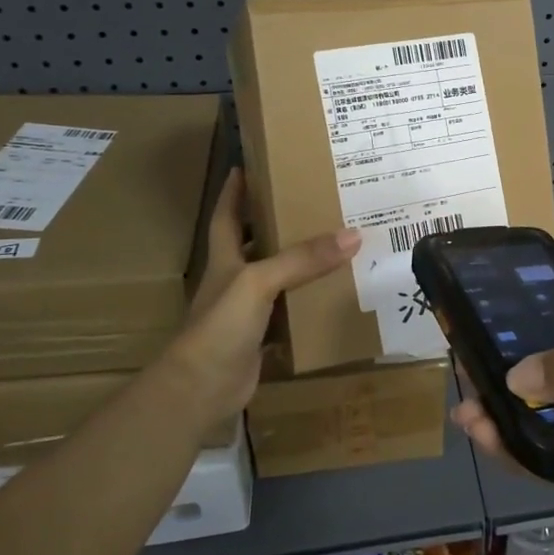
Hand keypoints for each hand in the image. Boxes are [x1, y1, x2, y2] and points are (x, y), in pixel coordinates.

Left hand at [159, 169, 359, 425]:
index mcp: (225, 259)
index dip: (234, 191)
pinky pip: (291, 317)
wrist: (201, 389)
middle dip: (278, 225)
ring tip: (337, 246)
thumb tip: (352, 235)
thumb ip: (302, 259)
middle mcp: (235, 281)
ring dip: (301, 268)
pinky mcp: (262, 340)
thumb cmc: (220, 325)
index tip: (249, 165)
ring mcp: (247, 313)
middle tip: (313, 204)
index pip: (227, 215)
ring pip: (278, 282)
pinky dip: (310, 309)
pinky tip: (335, 300)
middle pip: (256, 245)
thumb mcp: (259, 282)